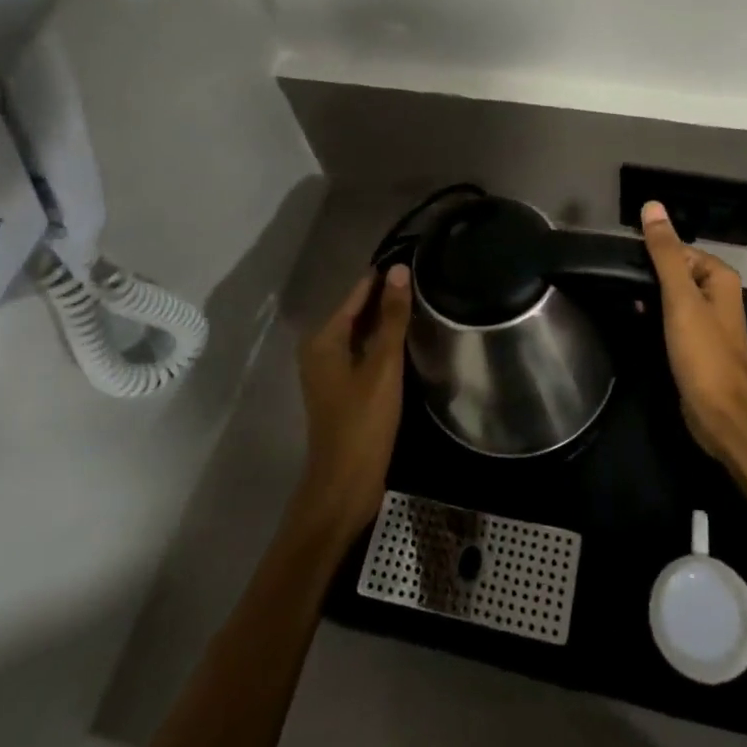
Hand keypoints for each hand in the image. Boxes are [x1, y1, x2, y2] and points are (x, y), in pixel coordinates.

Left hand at [291, 265, 411, 544]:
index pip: (358, 293)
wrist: (345, 485)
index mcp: (324, 338)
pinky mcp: (341, 389)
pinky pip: (363, 353)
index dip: (384, 278)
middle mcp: (320, 348)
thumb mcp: (383, 365)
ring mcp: (329, 371)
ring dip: (387, 322)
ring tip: (423, 305)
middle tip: (426, 281)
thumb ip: (392, 317)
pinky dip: (382, 345)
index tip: (415, 260)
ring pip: (362, 334)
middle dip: (387, 298)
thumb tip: (399, 270)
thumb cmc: (363, 422)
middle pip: (358, 312)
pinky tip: (408, 342)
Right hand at [641, 201, 746, 461]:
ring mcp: (708, 321)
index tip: (622, 265)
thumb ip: (666, 253)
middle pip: (674, 271)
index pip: (678, 249)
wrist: (721, 417)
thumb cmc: (703, 354)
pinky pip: (671, 319)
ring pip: (671, 296)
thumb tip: (652, 206)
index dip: (651, 255)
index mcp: (720, 277)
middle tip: (618, 284)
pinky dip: (654, 317)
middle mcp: (718, 294)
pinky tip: (636, 322)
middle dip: (648, 277)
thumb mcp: (680, 298)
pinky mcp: (697, 345)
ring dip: (649, 298)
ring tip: (623, 302)